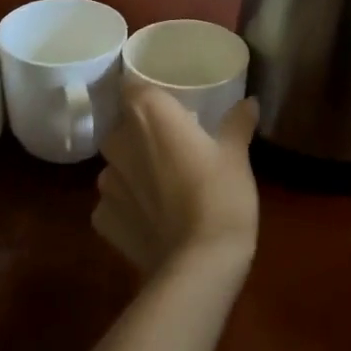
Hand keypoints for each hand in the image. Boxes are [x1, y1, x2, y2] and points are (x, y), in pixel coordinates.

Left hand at [93, 86, 259, 274]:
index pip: (134, 87)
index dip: (149, 94)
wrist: (199, 263)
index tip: (170, 105)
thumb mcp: (236, 156)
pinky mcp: (102, 218)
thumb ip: (237, 123)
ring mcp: (106, 183)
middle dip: (144, 134)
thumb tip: (249, 102)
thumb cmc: (221, 196)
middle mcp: (118, 142)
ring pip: (117, 165)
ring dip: (134, 170)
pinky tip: (153, 218)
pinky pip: (113, 201)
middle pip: (124, 127)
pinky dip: (129, 205)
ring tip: (164, 186)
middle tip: (174, 147)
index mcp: (149, 115)